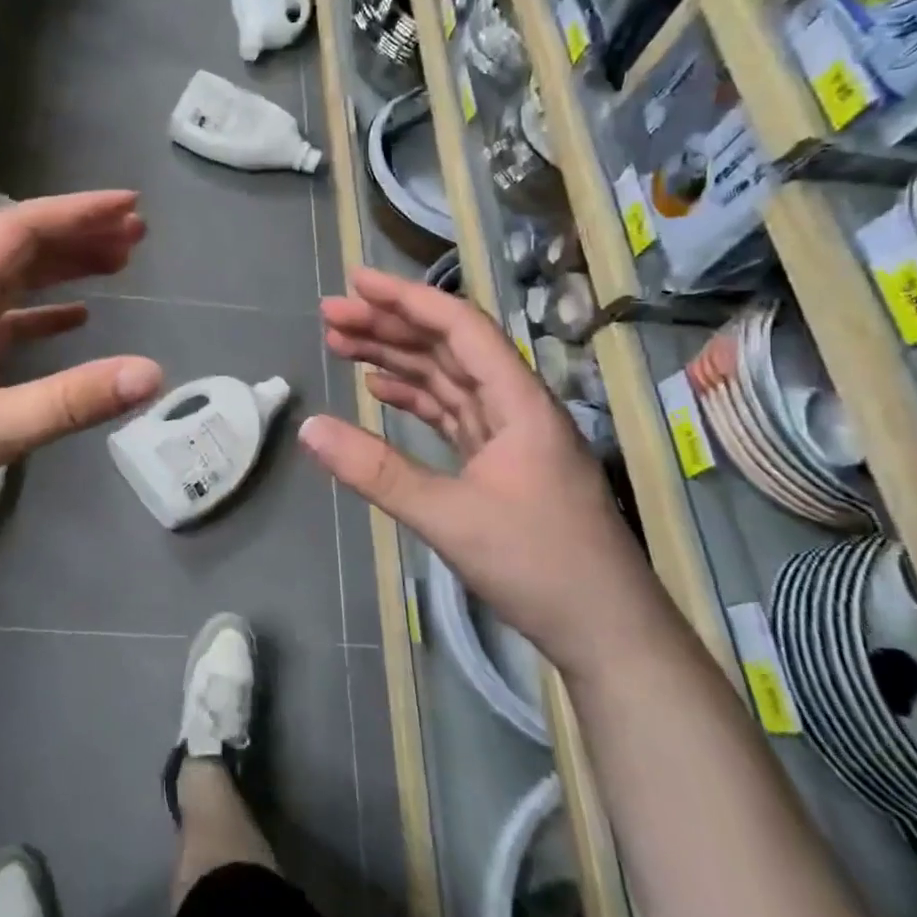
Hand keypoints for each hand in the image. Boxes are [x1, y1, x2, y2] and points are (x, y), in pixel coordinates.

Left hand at [0, 191, 164, 551]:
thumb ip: (71, 401)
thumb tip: (153, 374)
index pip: (18, 230)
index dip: (76, 212)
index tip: (129, 207)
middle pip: (18, 249)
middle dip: (78, 235)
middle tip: (137, 234)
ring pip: (12, 283)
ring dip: (63, 269)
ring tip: (117, 264)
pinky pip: (2, 323)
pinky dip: (41, 314)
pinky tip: (74, 320)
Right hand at [297, 267, 672, 677]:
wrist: (607, 634)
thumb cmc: (539, 566)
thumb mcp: (450, 517)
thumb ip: (377, 471)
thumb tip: (310, 428)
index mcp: (519, 402)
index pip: (460, 328)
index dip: (407, 299)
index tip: (356, 283)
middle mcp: (516, 407)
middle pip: (448, 348)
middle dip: (389, 326)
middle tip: (330, 315)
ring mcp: (509, 436)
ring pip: (446, 379)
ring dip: (397, 358)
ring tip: (342, 344)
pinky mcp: (499, 464)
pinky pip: (450, 414)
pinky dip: (414, 398)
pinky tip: (381, 390)